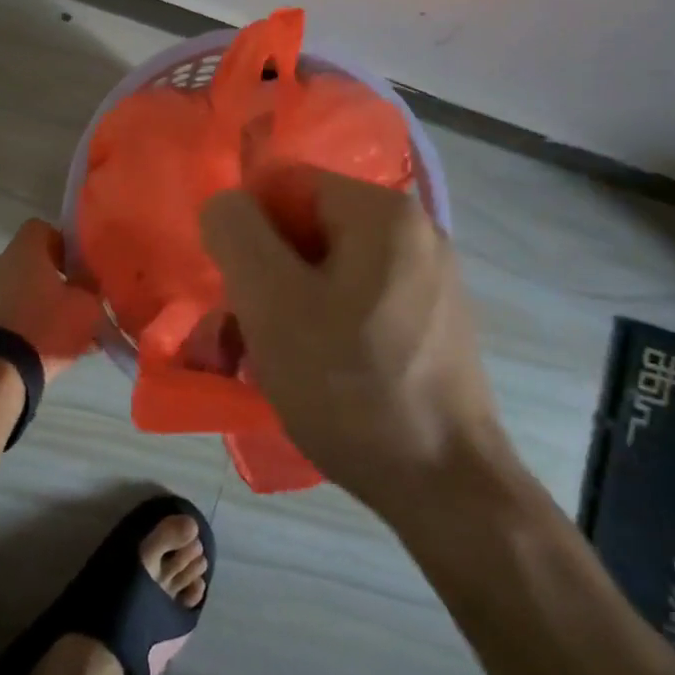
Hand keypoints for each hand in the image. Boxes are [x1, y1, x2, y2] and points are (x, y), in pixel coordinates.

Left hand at [0, 219, 104, 381]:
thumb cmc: (45, 329)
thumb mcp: (87, 308)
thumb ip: (90, 290)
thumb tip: (87, 284)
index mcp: (21, 251)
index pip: (41, 229)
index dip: (60, 245)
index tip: (74, 269)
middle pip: (23, 262)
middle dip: (43, 279)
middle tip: (64, 304)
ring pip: (7, 290)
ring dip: (25, 303)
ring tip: (47, 333)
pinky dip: (9, 324)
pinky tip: (27, 347)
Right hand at [199, 168, 501, 506]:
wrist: (447, 488)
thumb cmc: (351, 385)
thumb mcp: (271, 301)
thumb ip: (236, 232)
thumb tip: (227, 205)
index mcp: (382, 212)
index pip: (285, 186)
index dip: (247, 233)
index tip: (236, 293)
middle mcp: (414, 232)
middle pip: (306, 231)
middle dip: (261, 279)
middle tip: (238, 338)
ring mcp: (429, 280)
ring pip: (328, 273)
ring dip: (284, 309)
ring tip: (261, 365)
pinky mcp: (432, 323)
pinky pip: (357, 304)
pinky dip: (321, 328)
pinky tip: (307, 376)